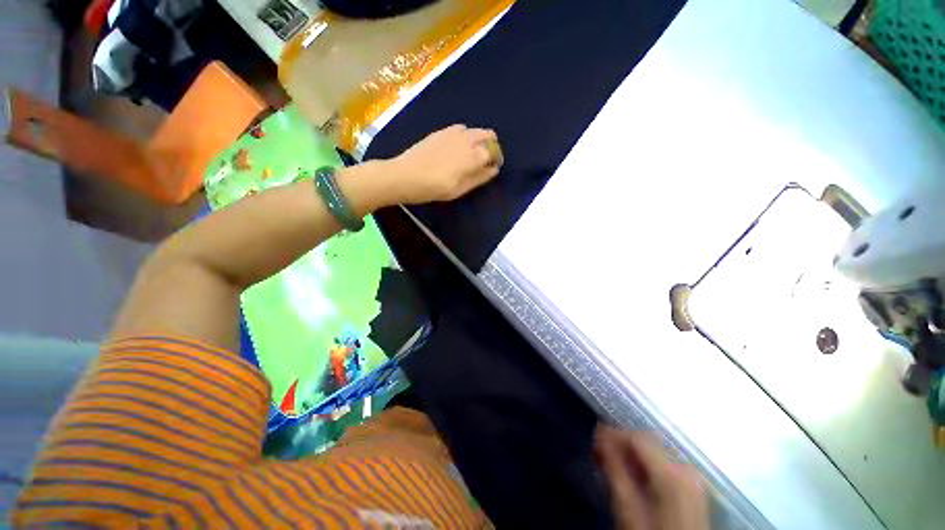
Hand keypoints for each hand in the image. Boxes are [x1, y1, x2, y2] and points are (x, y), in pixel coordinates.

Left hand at [387, 124, 501, 204]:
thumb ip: (479, 178)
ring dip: (478, 139)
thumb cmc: (435, 187)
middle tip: (485, 159)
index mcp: (473, 155)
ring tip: (470, 154)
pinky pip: (460, 128)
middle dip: (491, 145)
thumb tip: (494, 169)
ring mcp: (452, 132)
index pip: (493, 151)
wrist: (405, 175)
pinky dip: (465, 135)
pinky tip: (457, 147)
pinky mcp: (440, 131)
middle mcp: (466, 139)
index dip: (496, 158)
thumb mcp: (460, 189)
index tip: (493, 167)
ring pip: (474, 130)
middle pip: (487, 134)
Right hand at [595, 425, 709, 529]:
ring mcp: (692, 478)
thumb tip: (599, 435)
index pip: (636, 436)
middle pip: (646, 441)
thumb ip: (614, 469)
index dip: (612, 434)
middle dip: (621, 444)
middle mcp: (686, 468)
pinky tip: (632, 476)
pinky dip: (645, 466)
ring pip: (654, 452)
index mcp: (672, 471)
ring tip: (611, 465)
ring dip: (631, 455)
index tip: (594, 440)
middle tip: (599, 453)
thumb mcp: (627, 509)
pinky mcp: (693, 488)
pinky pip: (664, 465)